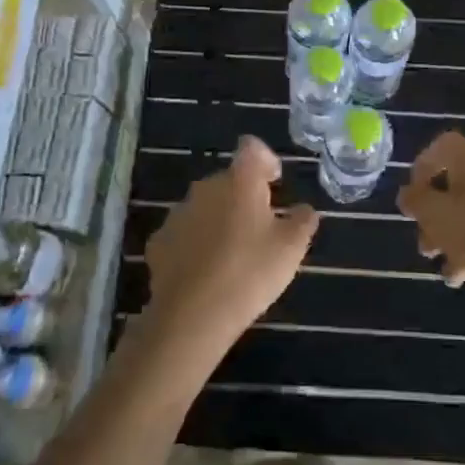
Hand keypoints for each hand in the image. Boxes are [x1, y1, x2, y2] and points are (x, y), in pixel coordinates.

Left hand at [141, 137, 317, 369]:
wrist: (192, 315)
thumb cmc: (250, 272)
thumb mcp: (291, 248)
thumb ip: (302, 221)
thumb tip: (305, 209)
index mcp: (239, 181)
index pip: (252, 148)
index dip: (266, 159)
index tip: (275, 182)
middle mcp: (205, 187)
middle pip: (228, 180)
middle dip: (244, 195)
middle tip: (261, 227)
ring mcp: (178, 214)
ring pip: (205, 206)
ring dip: (219, 219)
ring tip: (233, 253)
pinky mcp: (159, 242)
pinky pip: (185, 233)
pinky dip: (196, 244)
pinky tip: (206, 271)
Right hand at [398, 131, 464, 290]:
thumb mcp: (437, 216)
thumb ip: (416, 202)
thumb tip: (408, 193)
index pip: (441, 146)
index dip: (421, 168)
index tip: (413, 199)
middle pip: (456, 187)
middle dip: (436, 221)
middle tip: (427, 249)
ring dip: (457, 243)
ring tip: (452, 276)